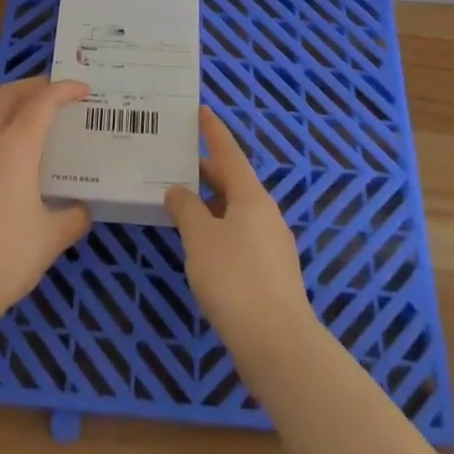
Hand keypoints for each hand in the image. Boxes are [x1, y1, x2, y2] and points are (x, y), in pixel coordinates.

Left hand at [0, 78, 92, 336]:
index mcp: (14, 148)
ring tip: (37, 126)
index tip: (84, 90)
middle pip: (7, 95)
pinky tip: (10, 167)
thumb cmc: (3, 260)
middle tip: (57, 93)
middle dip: (34, 85)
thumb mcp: (50, 240)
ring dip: (13, 110)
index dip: (65, 89)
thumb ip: (73, 217)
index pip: (42, 101)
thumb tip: (81, 209)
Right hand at [164, 108, 314, 365]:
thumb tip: (178, 190)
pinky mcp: (271, 273)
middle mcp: (266, 213)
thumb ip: (186, 209)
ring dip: (211, 203)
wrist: (277, 342)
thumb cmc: (234, 278)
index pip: (229, 153)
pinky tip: (201, 246)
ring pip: (236, 211)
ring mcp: (272, 244)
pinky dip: (219, 229)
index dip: (213, 132)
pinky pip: (241, 235)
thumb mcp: (200, 238)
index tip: (202, 111)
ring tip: (181, 204)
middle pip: (234, 182)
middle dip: (206, 171)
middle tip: (176, 162)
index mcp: (251, 196)